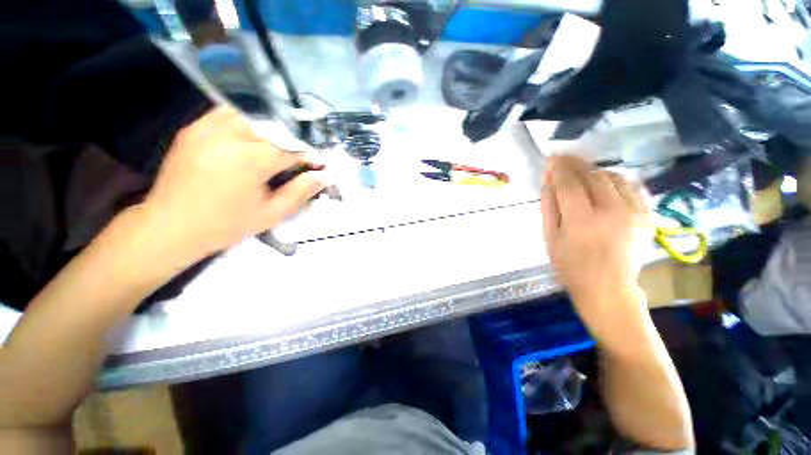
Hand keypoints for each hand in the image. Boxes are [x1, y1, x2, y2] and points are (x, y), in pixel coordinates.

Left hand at [139, 107, 327, 263]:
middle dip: (292, 141)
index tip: (319, 163)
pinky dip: (245, 122)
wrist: (171, 226)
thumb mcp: (272, 213)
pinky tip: (250, 138)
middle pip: (274, 128)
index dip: (310, 156)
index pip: (293, 149)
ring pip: (251, 114)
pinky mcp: (193, 129)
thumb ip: (302, 191)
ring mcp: (208, 128)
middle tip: (299, 157)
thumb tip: (326, 176)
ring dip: (269, 128)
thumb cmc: (227, 224)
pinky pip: (226, 114)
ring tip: (275, 146)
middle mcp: (230, 136)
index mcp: (252, 160)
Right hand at [541, 156, 651, 346]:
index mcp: (582, 221)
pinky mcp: (645, 214)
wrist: (608, 287)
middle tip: (563, 158)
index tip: (551, 158)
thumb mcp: (550, 238)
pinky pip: (630, 185)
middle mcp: (611, 212)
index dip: (559, 168)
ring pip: (612, 177)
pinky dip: (614, 178)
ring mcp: (633, 212)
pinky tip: (603, 179)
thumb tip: (548, 181)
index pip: (569, 184)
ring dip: (594, 169)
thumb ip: (549, 207)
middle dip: (575, 164)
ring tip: (580, 169)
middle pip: (592, 176)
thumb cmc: (570, 265)